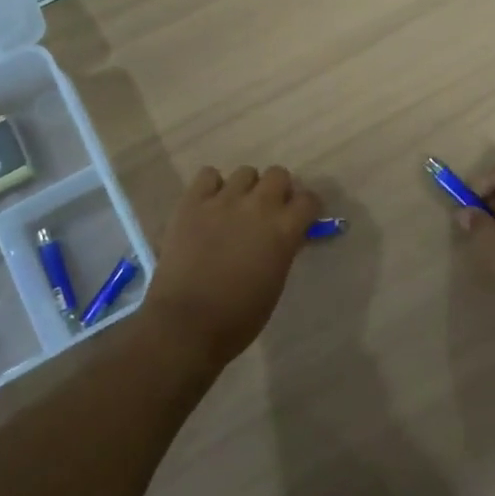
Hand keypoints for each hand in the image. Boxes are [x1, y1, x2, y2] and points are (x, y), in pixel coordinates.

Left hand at [144, 165, 322, 367]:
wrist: (186, 324)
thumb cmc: (238, 317)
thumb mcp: (275, 283)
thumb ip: (283, 250)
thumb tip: (286, 236)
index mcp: (283, 230)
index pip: (308, 199)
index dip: (307, 208)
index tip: (302, 218)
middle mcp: (258, 206)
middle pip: (278, 174)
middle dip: (278, 190)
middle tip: (269, 211)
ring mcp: (223, 200)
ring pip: (245, 172)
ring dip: (246, 188)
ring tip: (236, 208)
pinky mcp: (192, 202)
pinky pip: (208, 175)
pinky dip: (212, 186)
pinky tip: (210, 204)